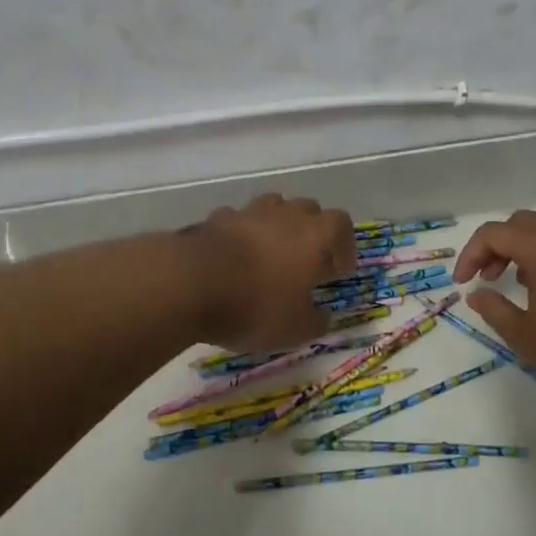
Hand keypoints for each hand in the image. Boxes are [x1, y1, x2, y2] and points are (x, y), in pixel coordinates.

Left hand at [186, 194, 356, 351]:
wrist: (191, 284)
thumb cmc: (256, 305)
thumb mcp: (296, 329)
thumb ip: (316, 321)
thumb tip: (323, 316)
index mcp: (314, 235)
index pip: (341, 224)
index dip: (344, 246)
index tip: (339, 271)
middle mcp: (284, 215)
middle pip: (308, 209)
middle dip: (312, 232)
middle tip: (307, 261)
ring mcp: (247, 213)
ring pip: (272, 207)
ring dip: (277, 226)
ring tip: (271, 254)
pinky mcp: (214, 220)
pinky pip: (236, 220)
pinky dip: (240, 234)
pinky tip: (234, 257)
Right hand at [453, 209, 535, 406]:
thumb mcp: (527, 337)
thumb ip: (495, 310)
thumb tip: (477, 293)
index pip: (494, 233)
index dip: (470, 254)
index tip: (462, 283)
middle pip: (521, 223)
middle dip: (497, 247)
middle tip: (487, 278)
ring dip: (525, 250)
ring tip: (518, 284)